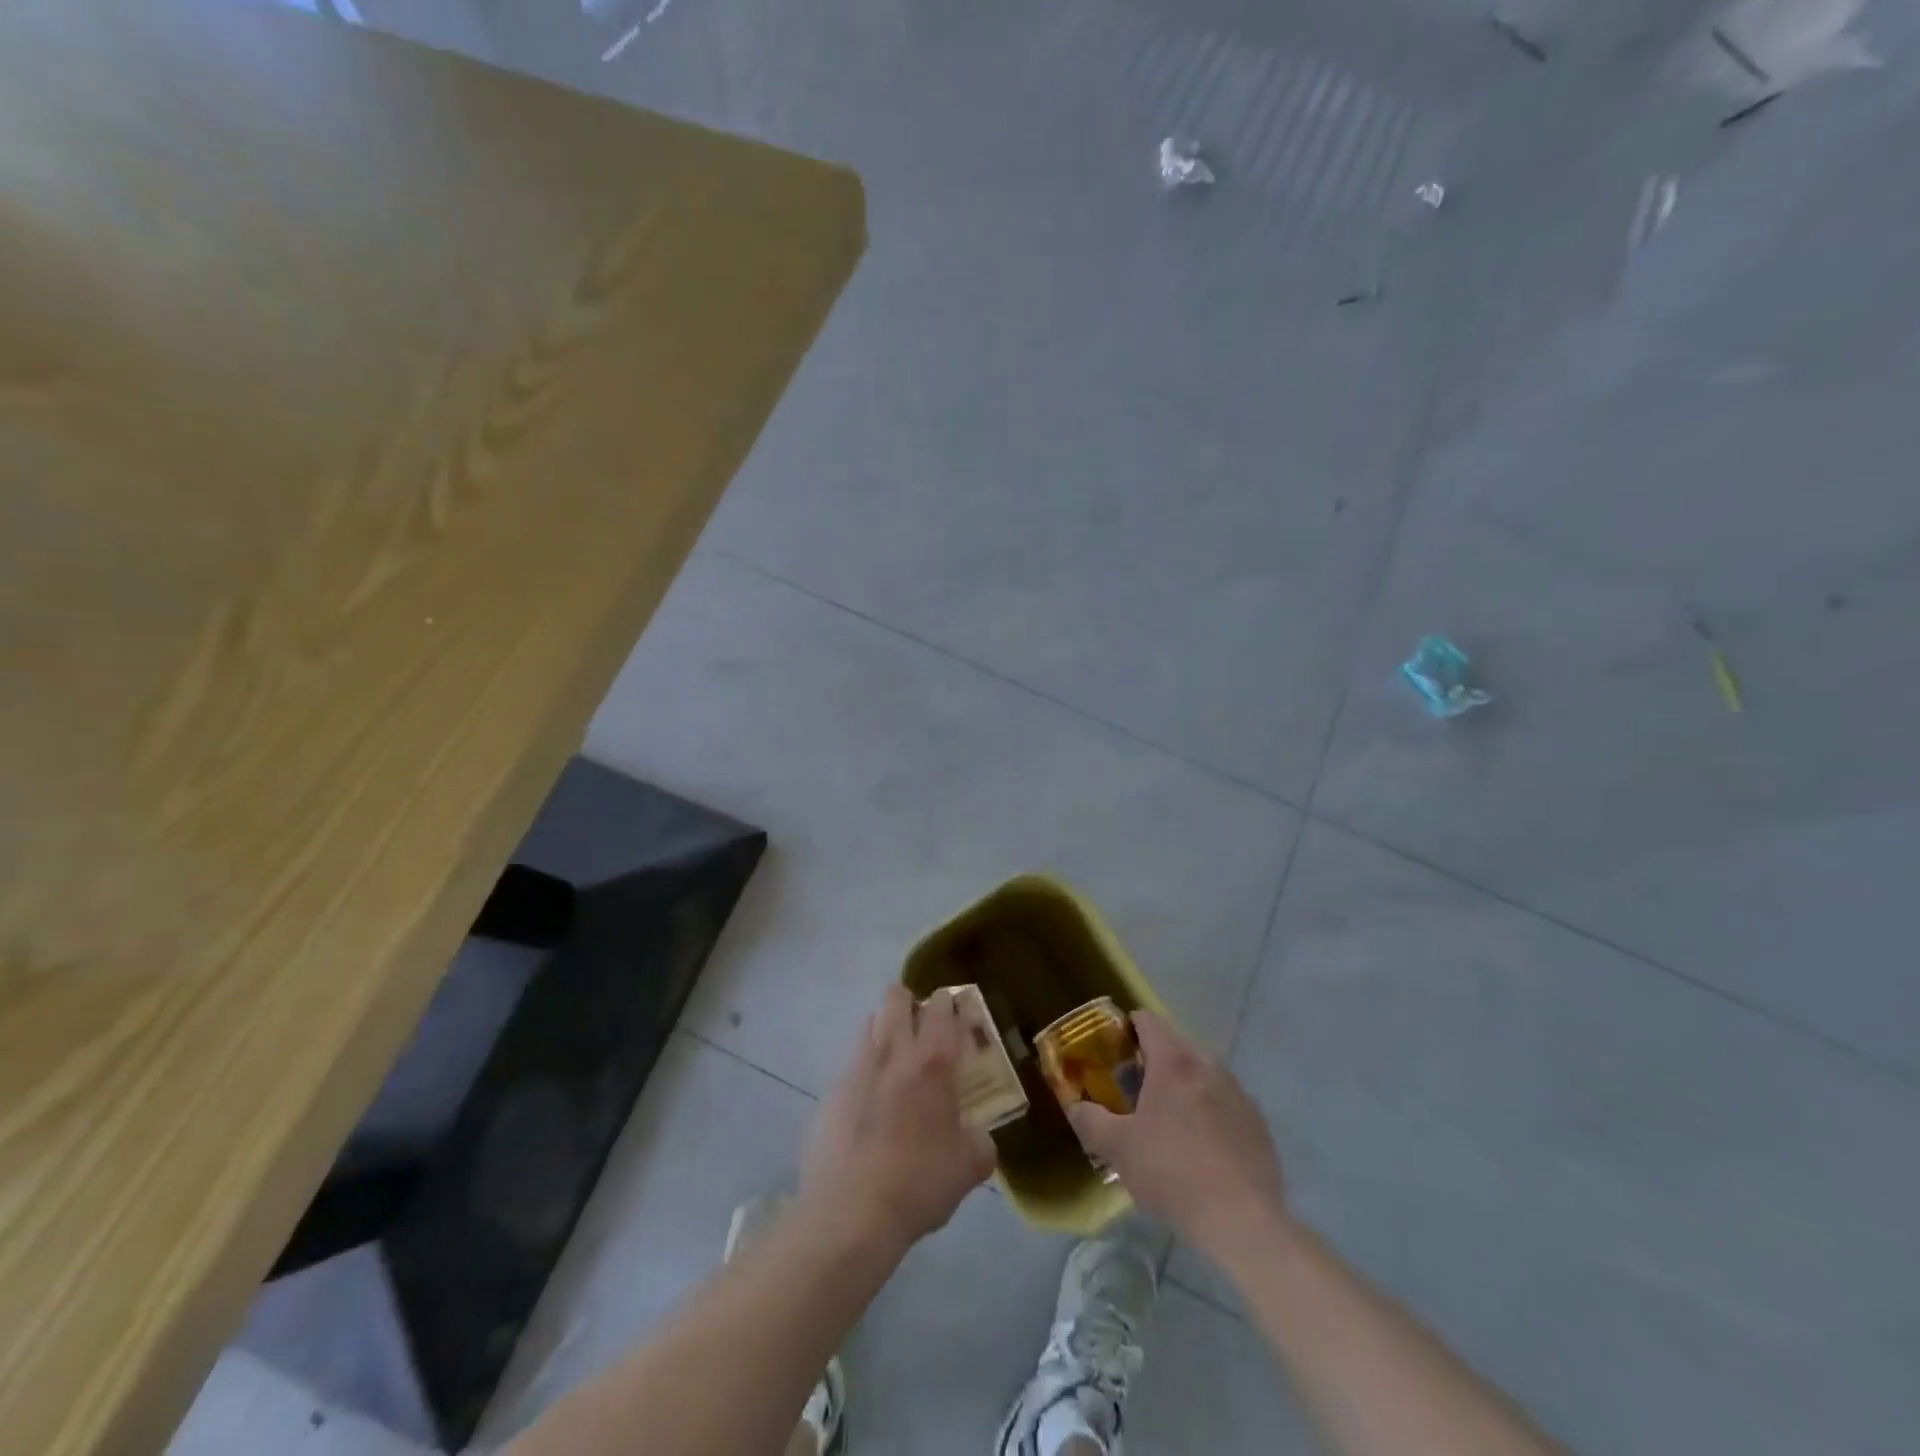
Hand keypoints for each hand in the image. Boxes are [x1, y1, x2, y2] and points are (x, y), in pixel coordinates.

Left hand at [800, 985, 996, 1254]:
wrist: (848, 1215)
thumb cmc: (918, 1185)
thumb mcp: (969, 1168)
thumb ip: (980, 1141)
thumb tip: (978, 1136)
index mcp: (933, 1063)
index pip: (942, 1007)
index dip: (949, 1004)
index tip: (955, 1017)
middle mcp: (893, 1052)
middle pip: (897, 997)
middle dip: (910, 1004)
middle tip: (922, 1032)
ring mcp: (856, 1067)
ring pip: (869, 1021)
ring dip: (884, 1030)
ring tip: (894, 1063)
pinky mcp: (830, 1090)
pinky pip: (850, 1061)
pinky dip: (863, 1069)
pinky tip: (868, 1103)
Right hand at [1067, 1010, 1286, 1261]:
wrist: (1242, 1221)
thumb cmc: (1172, 1173)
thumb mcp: (1118, 1149)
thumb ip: (1090, 1121)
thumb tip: (1076, 1106)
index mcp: (1173, 1062)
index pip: (1148, 1021)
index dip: (1128, 1027)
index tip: (1115, 1049)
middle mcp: (1208, 1065)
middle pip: (1176, 1045)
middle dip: (1155, 1059)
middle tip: (1136, 1090)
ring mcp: (1238, 1093)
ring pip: (1203, 1073)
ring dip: (1184, 1085)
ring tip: (1168, 1120)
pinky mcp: (1257, 1122)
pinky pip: (1225, 1102)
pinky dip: (1209, 1110)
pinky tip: (1202, 1147)